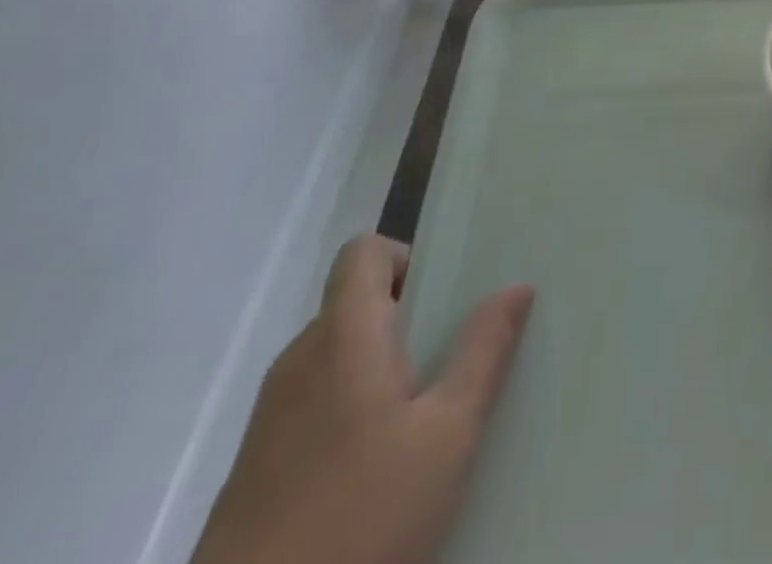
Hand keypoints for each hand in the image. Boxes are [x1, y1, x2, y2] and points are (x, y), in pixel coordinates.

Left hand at [191, 236, 532, 563]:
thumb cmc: (361, 518)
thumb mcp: (448, 434)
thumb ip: (483, 351)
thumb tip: (515, 286)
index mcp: (342, 339)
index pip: (363, 253)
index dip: (407, 257)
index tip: (445, 297)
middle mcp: (298, 364)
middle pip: (356, 305)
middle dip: (409, 318)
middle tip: (455, 355)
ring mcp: (270, 420)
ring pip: (338, 358)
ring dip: (383, 368)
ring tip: (428, 414)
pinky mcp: (255, 470)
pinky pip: (316, 406)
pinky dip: (353, 411)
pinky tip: (383, 466)